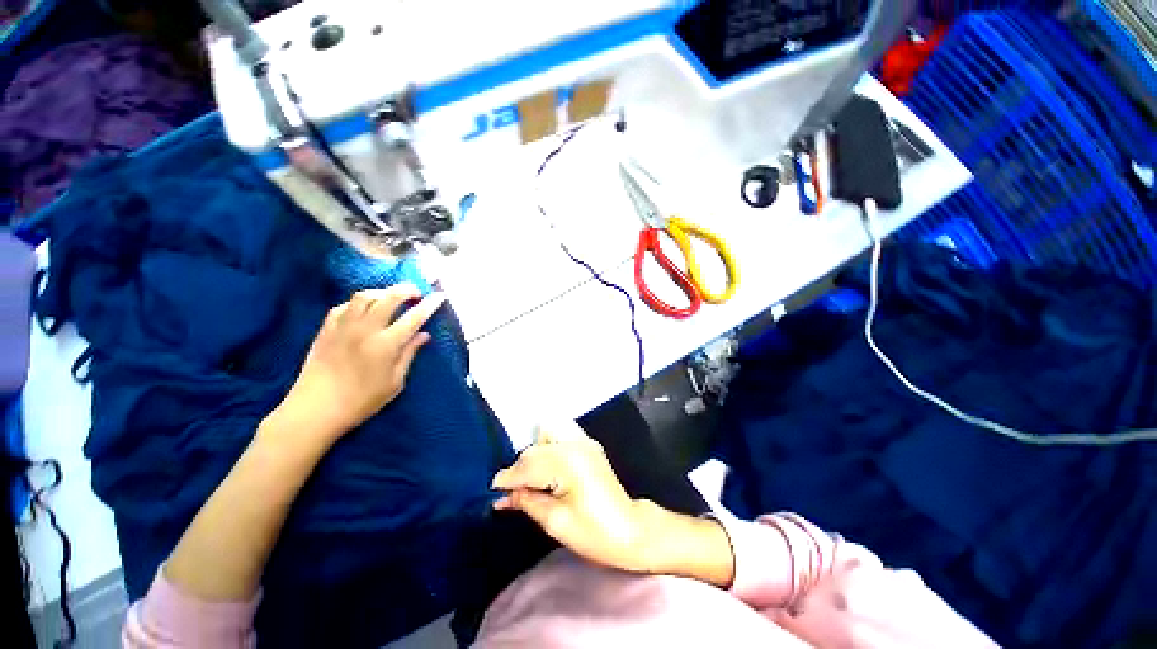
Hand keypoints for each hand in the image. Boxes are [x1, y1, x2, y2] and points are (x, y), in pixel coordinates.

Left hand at [275, 284, 445, 442]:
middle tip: (416, 293)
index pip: (414, 317)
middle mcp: (365, 330)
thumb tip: (424, 335)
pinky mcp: (325, 329)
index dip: (430, 304)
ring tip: (390, 298)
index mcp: (386, 344)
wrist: (315, 410)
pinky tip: (364, 310)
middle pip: (388, 297)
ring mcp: (343, 327)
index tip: (440, 296)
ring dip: (382, 292)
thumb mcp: (395, 382)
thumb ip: (409, 354)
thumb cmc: (361, 401)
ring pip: (364, 296)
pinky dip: (359, 303)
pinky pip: (344, 306)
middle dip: (406, 290)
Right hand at [491, 423, 650, 572]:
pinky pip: (560, 434)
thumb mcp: (555, 522)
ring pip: (545, 435)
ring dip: (534, 454)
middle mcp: (575, 444)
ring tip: (533, 479)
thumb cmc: (594, 533)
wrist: (630, 530)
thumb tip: (503, 496)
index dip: (508, 479)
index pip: (528, 465)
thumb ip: (527, 502)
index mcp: (568, 463)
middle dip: (520, 469)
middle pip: (534, 449)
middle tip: (513, 492)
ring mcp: (584, 440)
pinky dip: (548, 445)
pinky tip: (548, 465)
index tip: (493, 492)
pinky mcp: (588, 443)